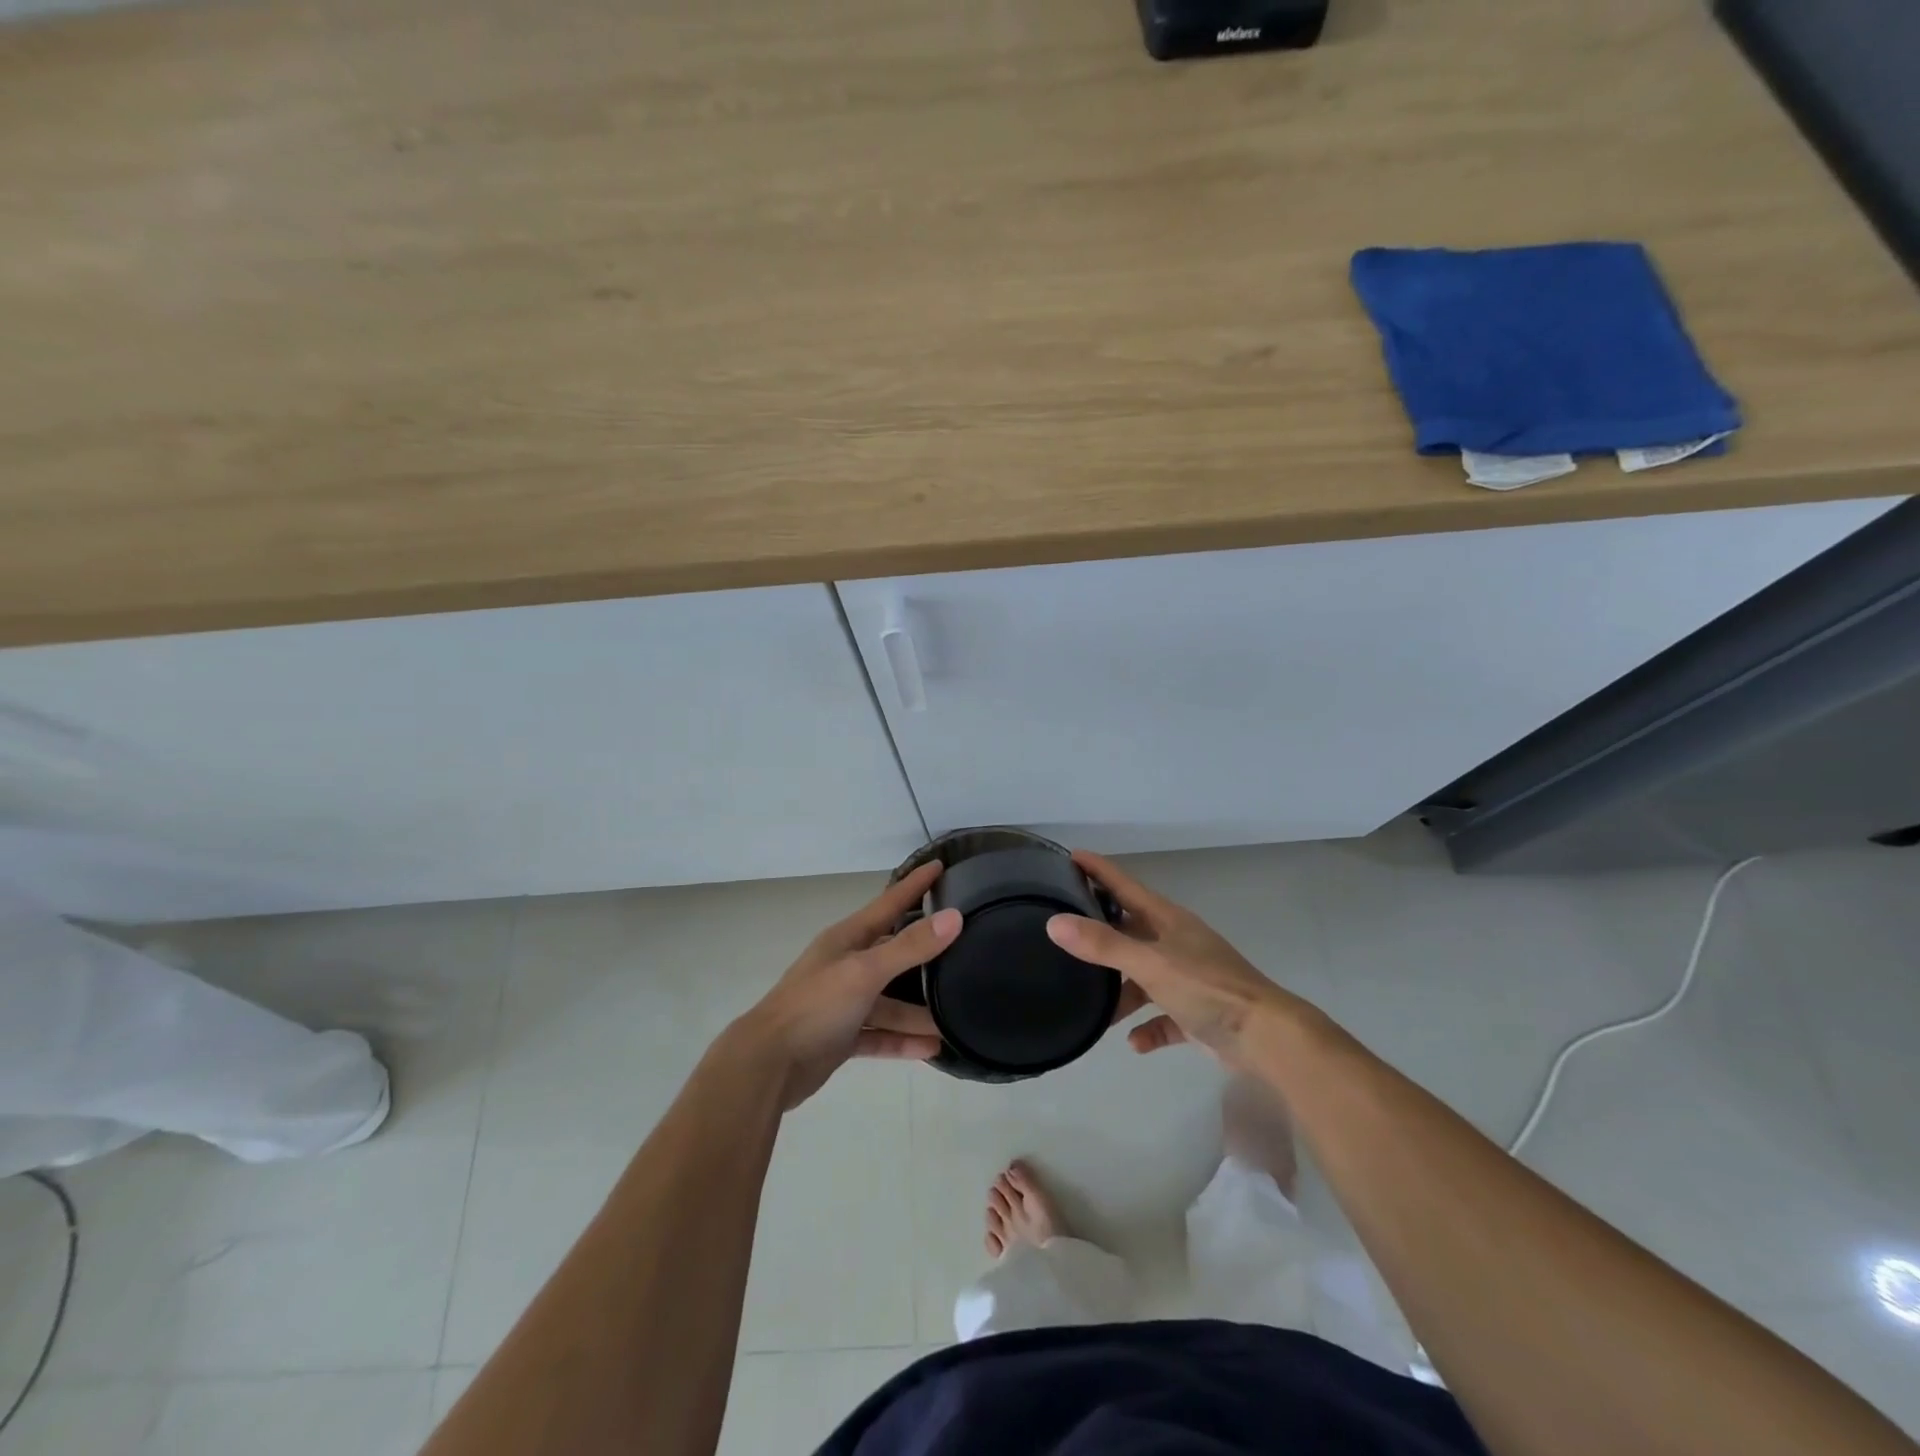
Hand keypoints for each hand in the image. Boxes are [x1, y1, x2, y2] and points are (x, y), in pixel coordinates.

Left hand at [736, 860, 961, 1109]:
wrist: (767, 1065)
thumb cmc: (815, 1006)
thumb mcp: (865, 971)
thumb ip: (910, 946)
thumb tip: (954, 917)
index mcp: (847, 939)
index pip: (889, 903)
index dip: (914, 884)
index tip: (940, 864)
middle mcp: (846, 965)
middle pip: (894, 953)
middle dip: (925, 953)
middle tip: (964, 946)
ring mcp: (844, 1002)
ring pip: (890, 1002)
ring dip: (918, 1012)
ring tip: (953, 1020)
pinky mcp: (842, 1036)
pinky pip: (880, 1034)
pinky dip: (902, 1040)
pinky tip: (932, 1048)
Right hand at [1046, 850, 1308, 1066]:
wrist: (1267, 1038)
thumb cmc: (1207, 988)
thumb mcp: (1149, 964)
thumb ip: (1103, 944)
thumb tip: (1054, 922)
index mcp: (1167, 921)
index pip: (1124, 886)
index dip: (1098, 870)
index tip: (1070, 856)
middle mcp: (1176, 943)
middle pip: (1130, 931)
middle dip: (1101, 933)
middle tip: (1065, 933)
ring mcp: (1188, 978)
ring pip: (1144, 978)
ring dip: (1121, 993)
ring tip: (1094, 1009)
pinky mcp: (1198, 1013)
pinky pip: (1163, 1016)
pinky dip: (1148, 1027)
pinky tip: (1134, 1042)